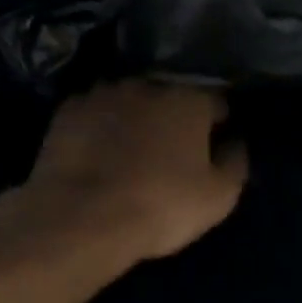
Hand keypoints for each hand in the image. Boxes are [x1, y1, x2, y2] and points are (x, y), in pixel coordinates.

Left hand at [19, 79, 247, 265]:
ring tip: (132, 154)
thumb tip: (235, 143)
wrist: (81, 218)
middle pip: (170, 97)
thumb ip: (235, 163)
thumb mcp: (218, 197)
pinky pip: (95, 116)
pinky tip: (98, 156)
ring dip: (135, 120)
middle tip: (172, 153)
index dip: (218, 124)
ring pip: (130, 103)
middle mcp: (146, 84)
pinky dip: (101, 129)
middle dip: (173, 118)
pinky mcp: (66, 112)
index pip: (216, 102)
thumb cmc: (161, 206)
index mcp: (189, 99)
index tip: (214, 146)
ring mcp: (102, 94)